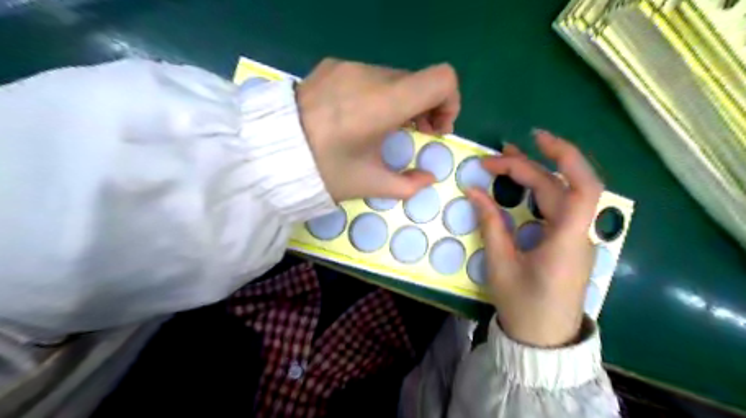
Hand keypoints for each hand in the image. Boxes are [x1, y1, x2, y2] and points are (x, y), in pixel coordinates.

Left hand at [298, 57, 460, 202]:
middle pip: (419, 80)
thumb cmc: (324, 171)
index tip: (435, 128)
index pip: (441, 79)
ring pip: (395, 77)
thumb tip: (429, 178)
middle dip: (425, 107)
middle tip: (414, 132)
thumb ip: (409, 184)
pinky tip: (359, 115)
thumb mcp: (370, 183)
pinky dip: (378, 93)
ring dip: (401, 100)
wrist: (269, 153)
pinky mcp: (332, 66)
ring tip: (385, 126)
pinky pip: (369, 75)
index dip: (450, 102)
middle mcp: (369, 75)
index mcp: (382, 104)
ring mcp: (348, 66)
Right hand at [464, 131, 605, 345]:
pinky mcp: (568, 242)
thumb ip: (490, 224)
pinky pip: (557, 208)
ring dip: (536, 174)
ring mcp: (576, 237)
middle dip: (528, 167)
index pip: (580, 187)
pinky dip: (538, 191)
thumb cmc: (522, 305)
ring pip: (561, 195)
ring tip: (507, 160)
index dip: (563, 156)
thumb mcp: (501, 264)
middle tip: (494, 159)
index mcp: (566, 240)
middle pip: (561, 187)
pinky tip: (521, 186)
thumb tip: (474, 191)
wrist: (543, 338)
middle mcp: (578, 233)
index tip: (531, 141)